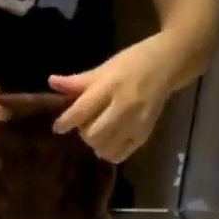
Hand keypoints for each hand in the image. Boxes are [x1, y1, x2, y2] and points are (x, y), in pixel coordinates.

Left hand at [50, 40, 173, 162]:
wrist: (167, 65)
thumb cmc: (132, 63)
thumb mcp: (105, 67)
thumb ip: (78, 81)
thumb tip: (52, 83)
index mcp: (111, 85)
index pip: (83, 110)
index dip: (66, 121)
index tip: (58, 127)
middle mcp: (124, 106)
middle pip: (93, 134)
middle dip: (84, 132)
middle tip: (86, 124)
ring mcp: (135, 123)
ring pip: (105, 148)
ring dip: (96, 144)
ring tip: (99, 131)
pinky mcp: (143, 136)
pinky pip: (119, 155)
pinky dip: (109, 152)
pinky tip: (110, 140)